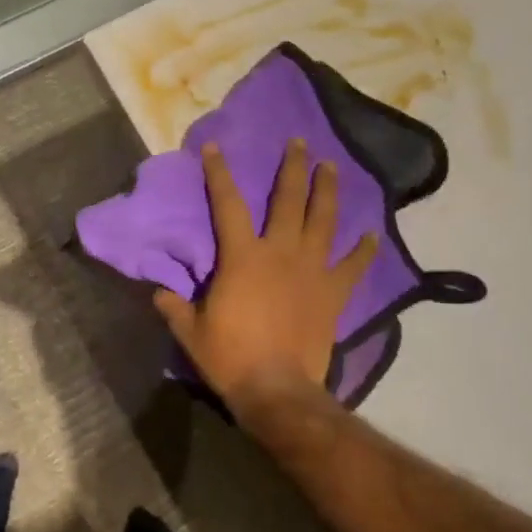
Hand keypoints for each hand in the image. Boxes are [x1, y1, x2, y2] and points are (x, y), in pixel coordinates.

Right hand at [153, 139, 375, 416]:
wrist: (277, 389)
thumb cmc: (229, 357)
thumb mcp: (191, 331)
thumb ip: (175, 306)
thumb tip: (160, 292)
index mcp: (241, 257)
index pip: (226, 204)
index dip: (218, 173)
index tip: (214, 147)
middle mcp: (279, 252)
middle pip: (288, 200)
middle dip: (292, 168)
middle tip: (299, 142)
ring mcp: (312, 270)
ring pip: (323, 221)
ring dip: (327, 191)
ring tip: (331, 167)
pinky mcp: (333, 293)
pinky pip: (352, 265)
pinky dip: (363, 249)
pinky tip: (372, 234)